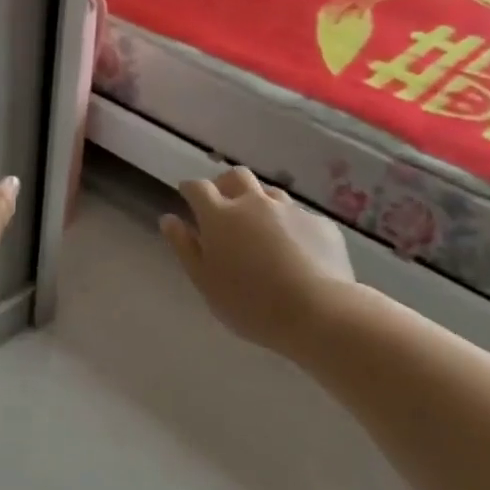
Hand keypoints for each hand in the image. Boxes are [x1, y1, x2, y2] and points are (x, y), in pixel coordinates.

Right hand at [160, 166, 354, 352]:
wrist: (319, 312)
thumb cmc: (249, 303)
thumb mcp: (205, 281)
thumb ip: (184, 247)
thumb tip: (169, 219)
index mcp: (220, 215)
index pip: (198, 187)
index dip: (190, 189)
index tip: (187, 197)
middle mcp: (254, 203)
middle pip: (236, 176)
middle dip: (225, 184)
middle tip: (222, 206)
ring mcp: (290, 210)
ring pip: (269, 193)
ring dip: (258, 202)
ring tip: (259, 230)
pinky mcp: (320, 224)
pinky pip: (299, 216)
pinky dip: (289, 225)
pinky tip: (295, 251)